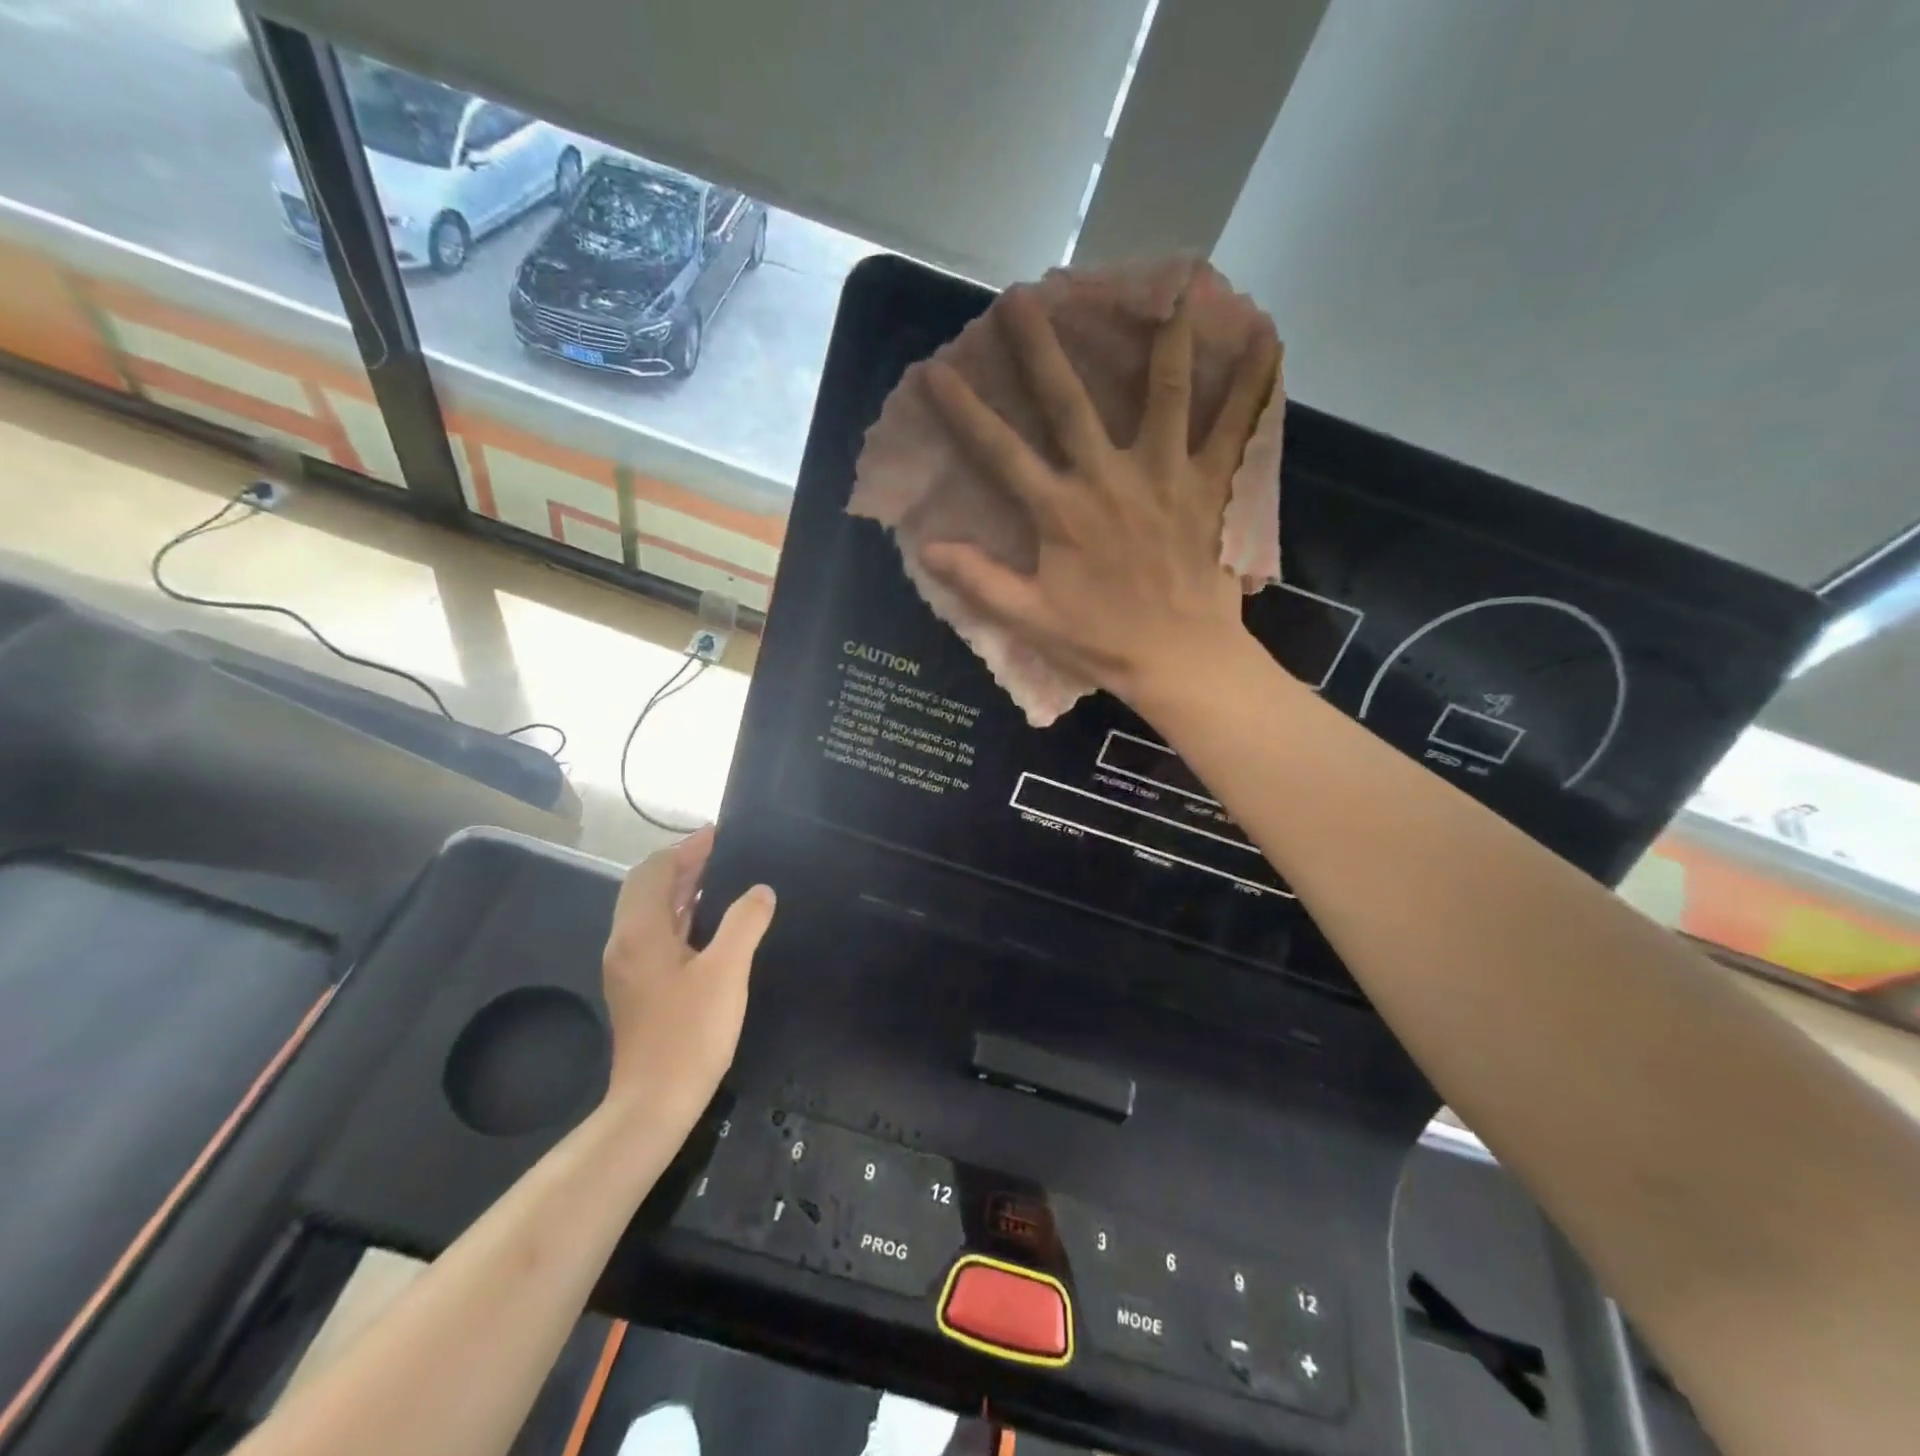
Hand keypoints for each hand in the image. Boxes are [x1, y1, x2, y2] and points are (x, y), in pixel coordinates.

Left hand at [600, 827, 773, 1129]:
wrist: (654, 1104)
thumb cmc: (690, 1033)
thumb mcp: (727, 971)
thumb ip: (745, 923)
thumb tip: (760, 891)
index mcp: (640, 932)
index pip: (656, 870)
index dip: (687, 848)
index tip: (719, 834)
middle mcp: (626, 943)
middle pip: (648, 887)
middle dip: (683, 865)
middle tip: (723, 853)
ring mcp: (629, 968)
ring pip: (651, 912)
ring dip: (682, 890)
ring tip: (722, 878)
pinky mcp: (638, 988)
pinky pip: (657, 934)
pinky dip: (681, 916)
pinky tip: (710, 924)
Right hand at [919, 285, 1278, 705]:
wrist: (1180, 659)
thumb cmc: (1101, 640)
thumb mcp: (1030, 617)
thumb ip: (978, 580)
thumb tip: (927, 547)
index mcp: (1061, 512)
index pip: (1001, 452)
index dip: (964, 410)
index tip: (935, 369)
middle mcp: (1109, 479)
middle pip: (1070, 403)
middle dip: (1042, 348)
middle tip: (1022, 295)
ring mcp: (1166, 477)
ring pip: (1164, 395)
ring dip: (1162, 338)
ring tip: (1169, 283)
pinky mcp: (1211, 488)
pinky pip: (1237, 428)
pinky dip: (1252, 382)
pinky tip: (1265, 335)